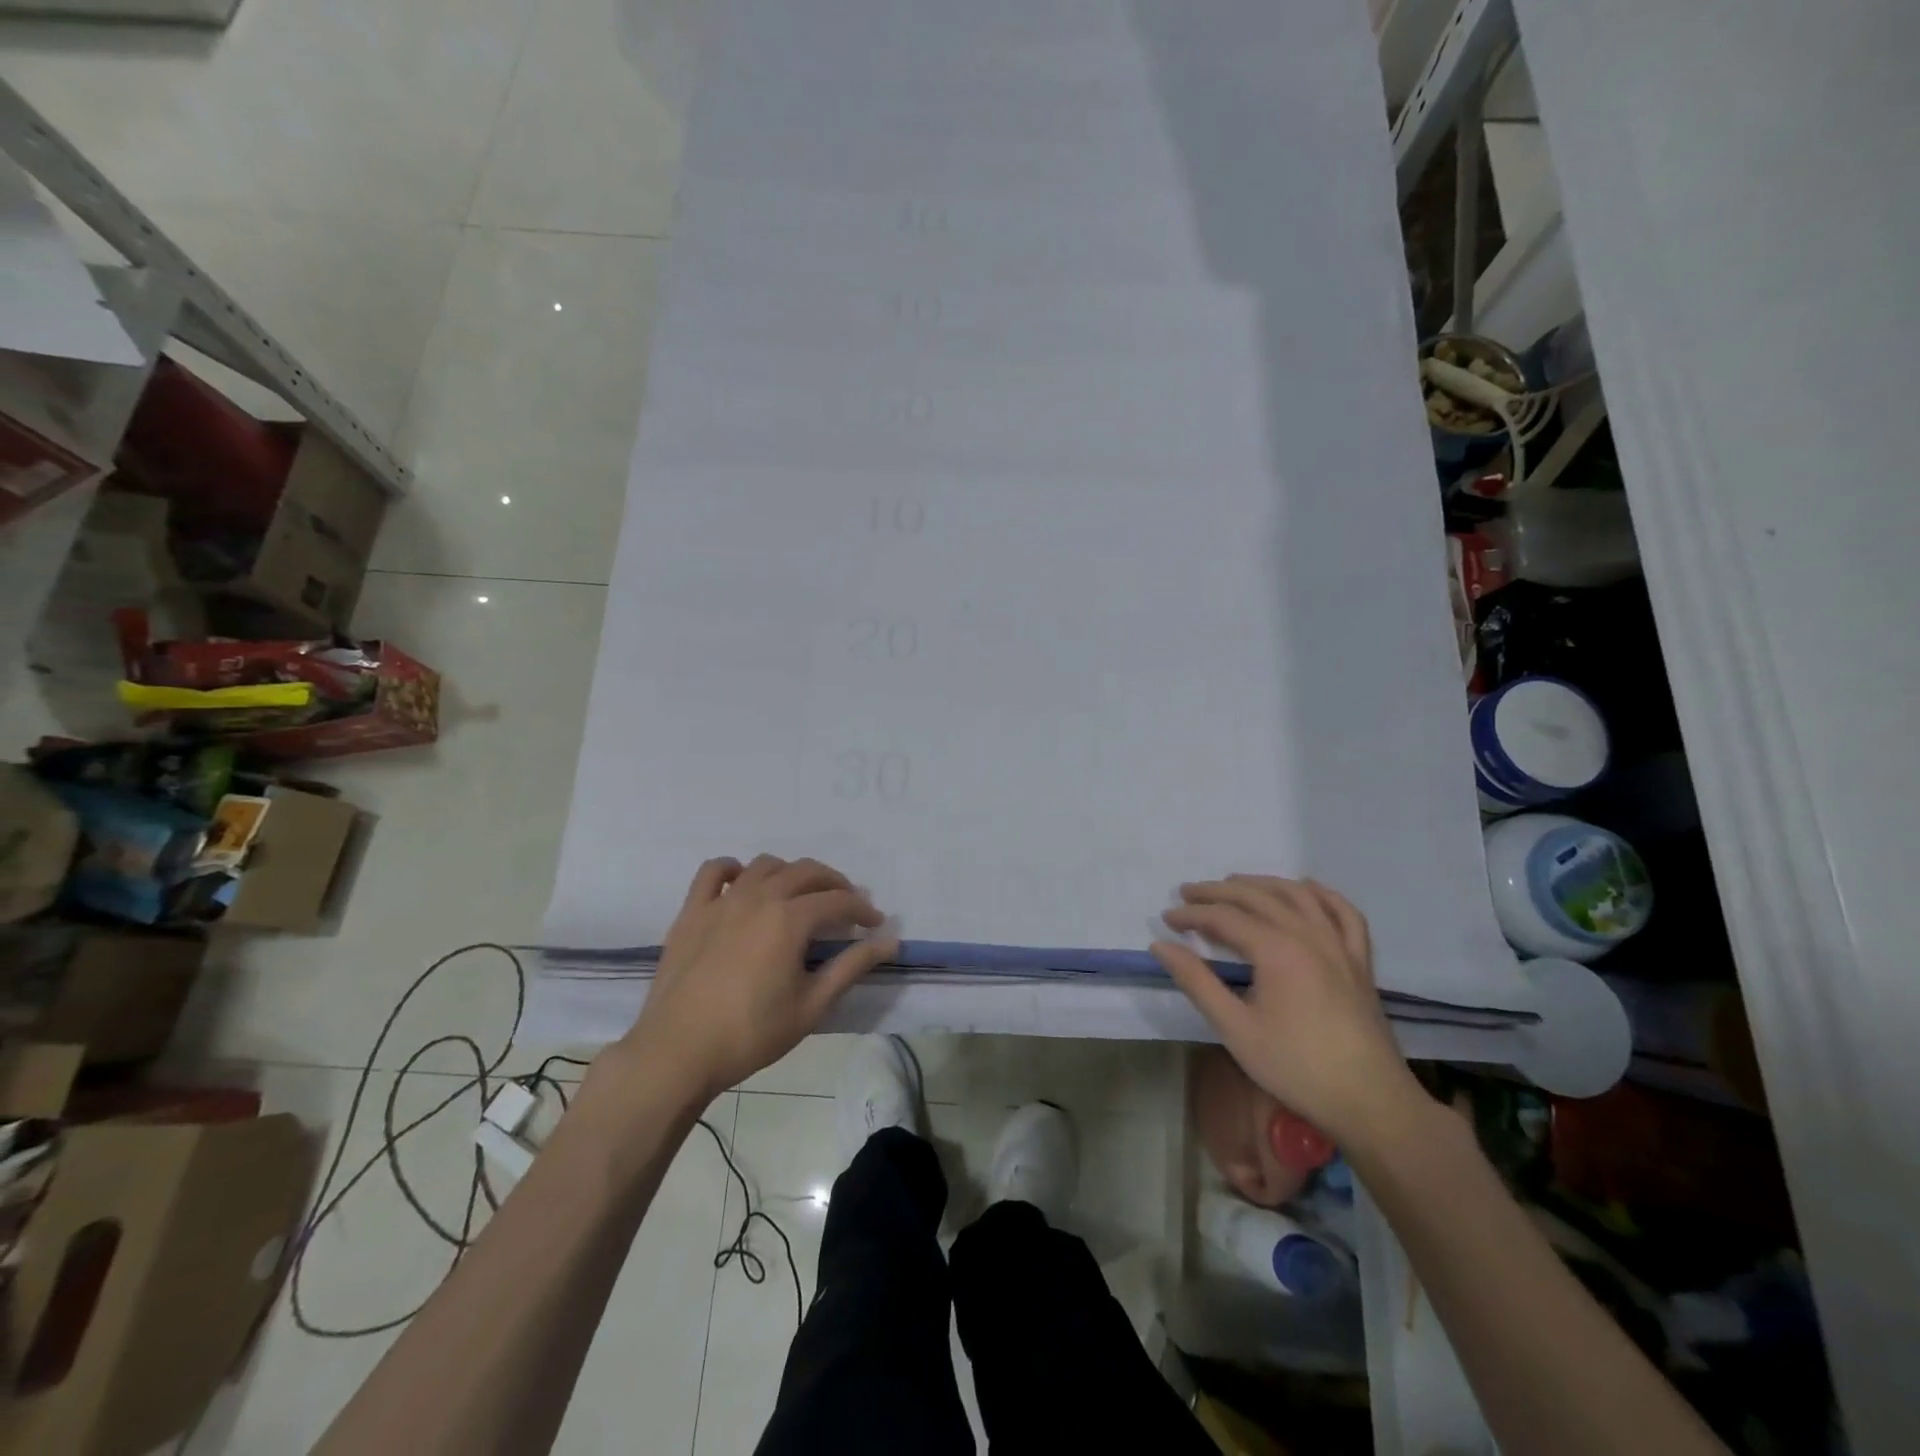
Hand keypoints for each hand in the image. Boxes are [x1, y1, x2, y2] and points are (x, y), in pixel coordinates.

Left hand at [620, 855, 899, 1098]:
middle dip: (834, 884)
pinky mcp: (692, 911)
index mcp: (790, 918)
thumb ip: (852, 967)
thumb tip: (890, 942)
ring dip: (790, 873)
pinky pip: (713, 872)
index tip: (875, 925)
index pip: (838, 901)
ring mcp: (722, 900)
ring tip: (800, 896)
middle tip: (846, 906)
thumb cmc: (751, 1033)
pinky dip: (733, 869)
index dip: (862, 910)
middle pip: (806, 872)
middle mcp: (759, 897)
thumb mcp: (812, 1005)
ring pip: (765, 865)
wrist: (678, 1052)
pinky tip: (743, 884)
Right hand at [1153, 876, 1427, 1147]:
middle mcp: (1308, 935)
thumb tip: (1161, 946)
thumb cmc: (1296, 1067)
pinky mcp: (1359, 961)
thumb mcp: (1235, 1029)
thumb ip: (1197, 982)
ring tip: (1234, 883)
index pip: (1224, 917)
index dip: (1192, 914)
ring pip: (1298, 895)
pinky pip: (1343, 913)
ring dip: (1262, 883)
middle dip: (1218, 891)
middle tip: (1187, 892)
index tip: (1167, 919)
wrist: (1370, 1102)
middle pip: (1257, 897)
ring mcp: (1339, 945)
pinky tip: (1305, 889)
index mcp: (1277, 950)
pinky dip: (1322, 894)